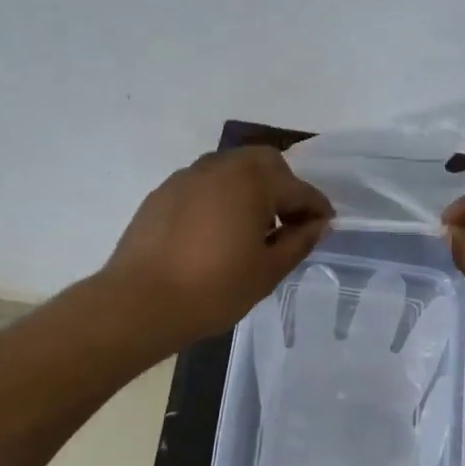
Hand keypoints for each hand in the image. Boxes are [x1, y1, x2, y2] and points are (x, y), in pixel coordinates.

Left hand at [104, 147, 332, 349]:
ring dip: (251, 189)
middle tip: (287, 223)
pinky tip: (216, 231)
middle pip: (264, 163)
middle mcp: (221, 166)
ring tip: (251, 228)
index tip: (324, 227)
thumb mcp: (268, 271)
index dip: (316, 209)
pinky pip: (204, 185)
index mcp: (252, 180)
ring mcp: (187, 176)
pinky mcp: (163, 192)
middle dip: (283, 188)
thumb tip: (319, 224)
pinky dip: (220, 198)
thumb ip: (299, 241)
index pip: (297, 189)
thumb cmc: (214, 289)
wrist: (140, 302)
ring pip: (232, 169)